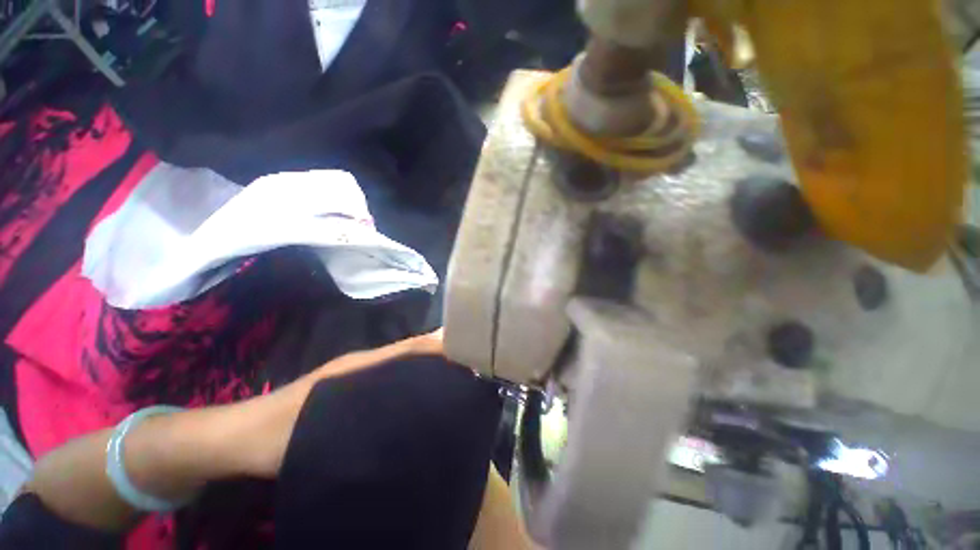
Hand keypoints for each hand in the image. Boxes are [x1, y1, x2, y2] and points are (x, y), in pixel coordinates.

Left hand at [214, 329, 446, 478]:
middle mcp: (369, 366)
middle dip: (443, 356)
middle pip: (414, 355)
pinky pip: (396, 387)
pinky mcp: (358, 398)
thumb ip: (356, 404)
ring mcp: (363, 381)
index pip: (411, 346)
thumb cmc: (273, 429)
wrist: (238, 440)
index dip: (439, 343)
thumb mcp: (315, 419)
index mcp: (363, 363)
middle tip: (474, 367)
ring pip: (407, 370)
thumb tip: (412, 400)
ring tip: (461, 384)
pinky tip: (428, 404)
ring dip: (431, 371)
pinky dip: (415, 387)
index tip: (469, 346)